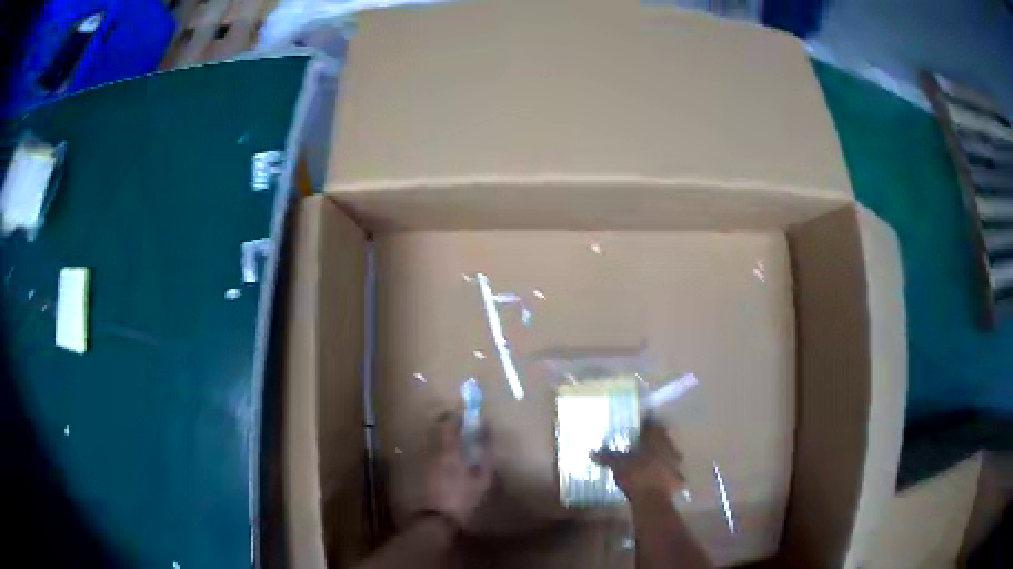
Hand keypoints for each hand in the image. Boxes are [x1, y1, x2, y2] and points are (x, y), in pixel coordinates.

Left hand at [422, 413, 493, 527]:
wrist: (437, 519)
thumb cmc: (463, 498)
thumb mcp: (482, 478)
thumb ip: (486, 453)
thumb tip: (489, 433)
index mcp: (448, 450)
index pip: (449, 423)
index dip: (457, 416)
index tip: (466, 415)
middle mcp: (432, 451)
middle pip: (437, 429)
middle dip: (448, 424)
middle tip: (461, 426)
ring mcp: (422, 460)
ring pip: (432, 440)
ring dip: (442, 437)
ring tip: (455, 443)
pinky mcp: (418, 470)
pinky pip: (428, 452)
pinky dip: (437, 450)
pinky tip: (445, 460)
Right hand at [591, 418, 683, 501]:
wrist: (652, 499)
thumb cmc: (635, 476)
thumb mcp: (617, 465)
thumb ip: (607, 457)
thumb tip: (590, 451)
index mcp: (655, 441)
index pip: (653, 426)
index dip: (648, 425)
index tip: (642, 425)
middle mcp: (669, 449)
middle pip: (665, 439)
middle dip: (657, 440)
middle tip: (647, 442)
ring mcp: (676, 465)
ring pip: (672, 455)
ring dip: (665, 456)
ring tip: (654, 460)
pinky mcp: (677, 480)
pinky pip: (674, 474)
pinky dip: (668, 474)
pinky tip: (661, 478)